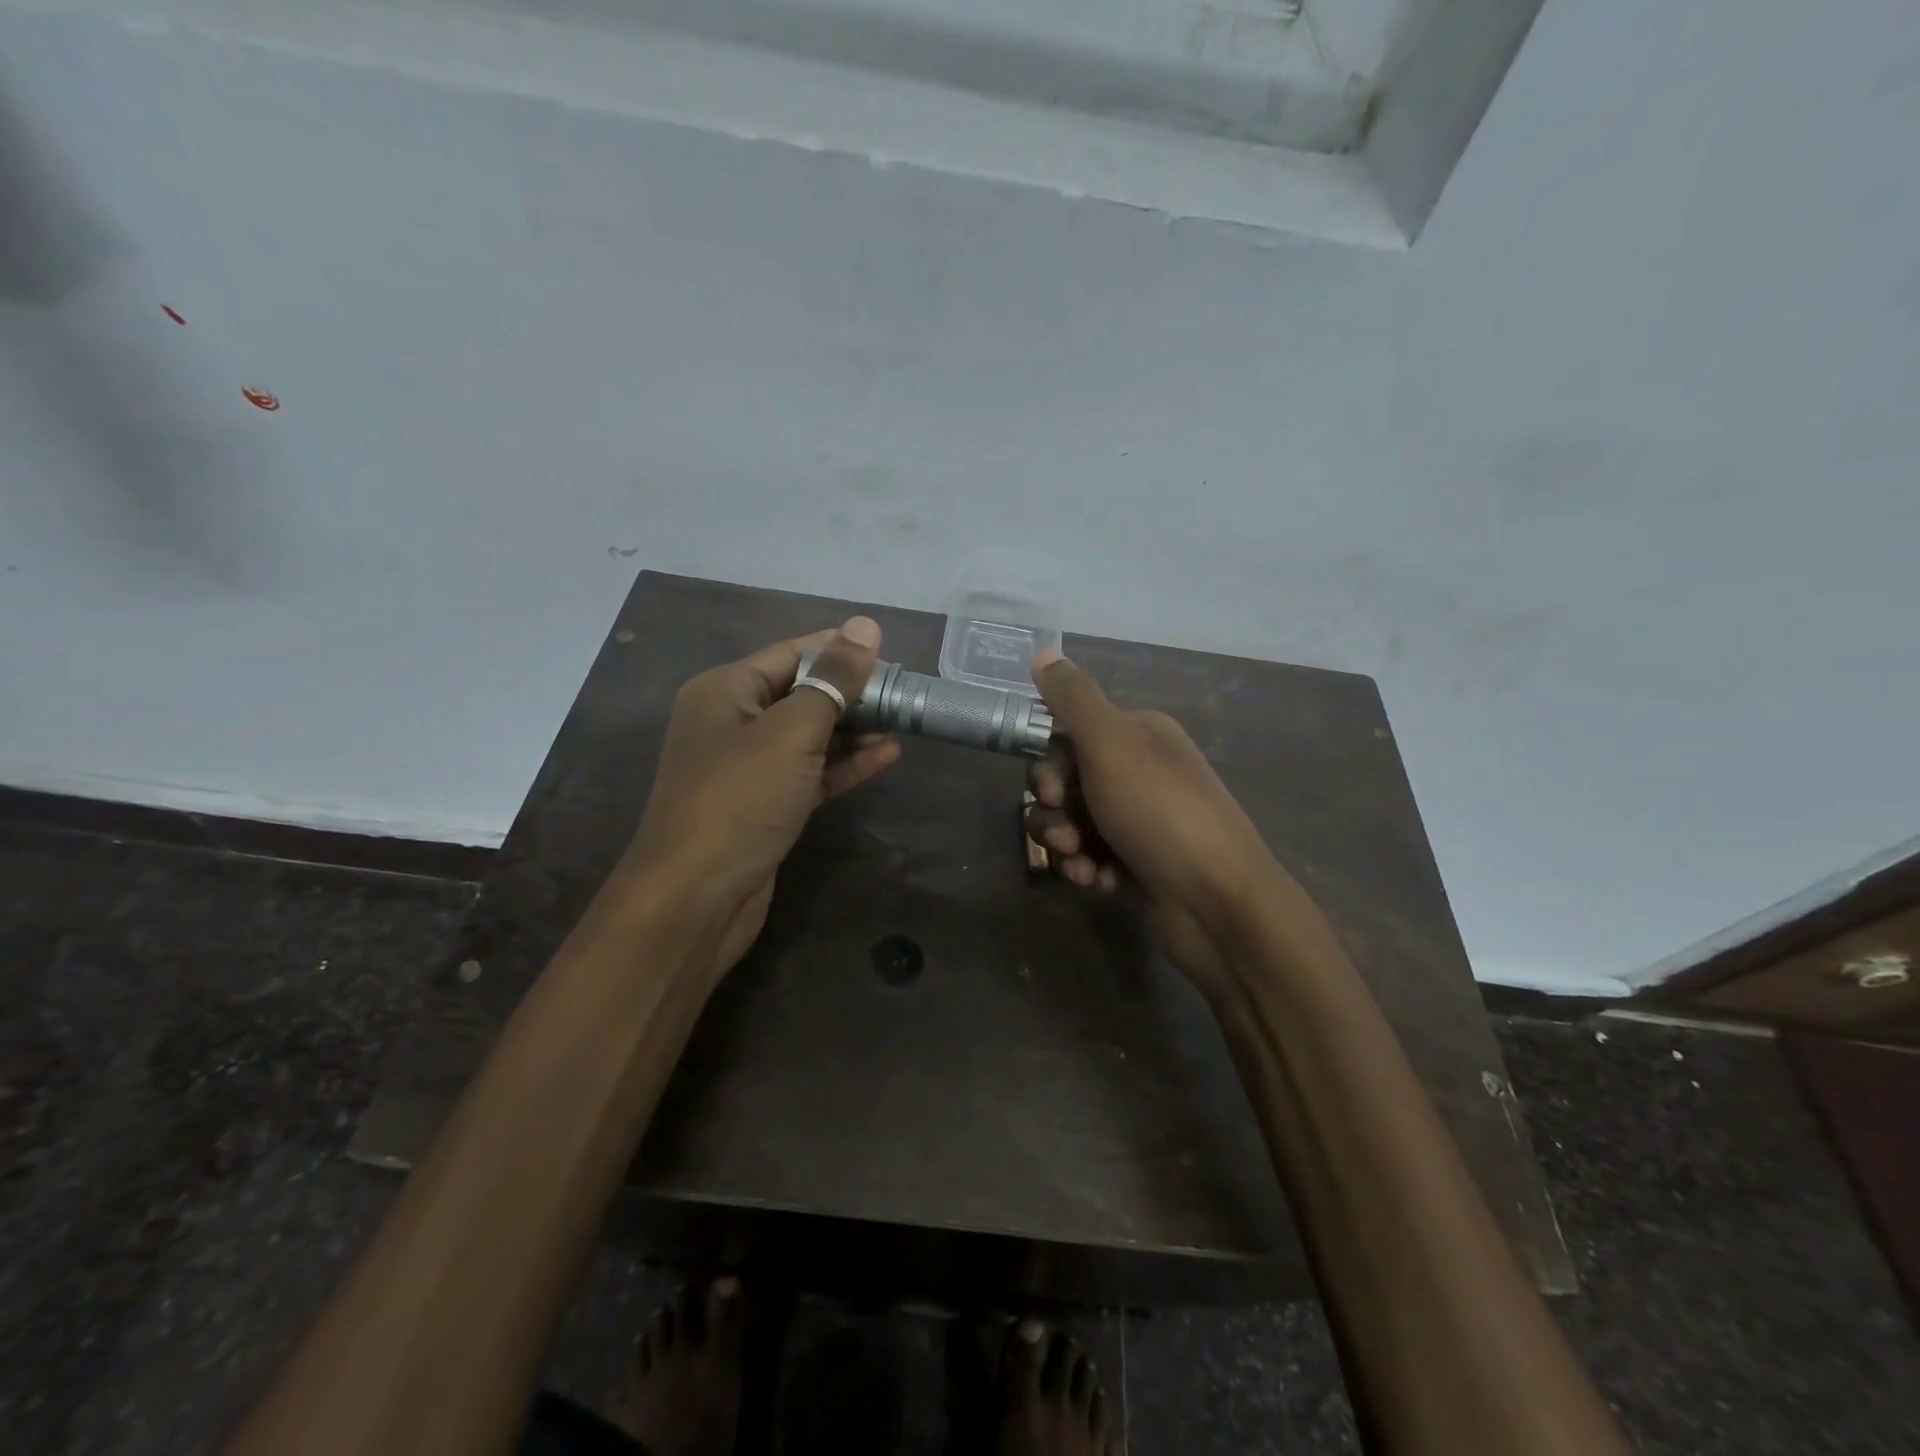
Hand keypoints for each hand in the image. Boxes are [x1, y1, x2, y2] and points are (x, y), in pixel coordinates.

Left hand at [625, 616, 900, 979]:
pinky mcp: (765, 804)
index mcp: (726, 690)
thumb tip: (865, 625)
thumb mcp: (791, 731)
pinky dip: (844, 765)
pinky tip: (885, 757)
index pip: (792, 653)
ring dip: (853, 730)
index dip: (841, 651)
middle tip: (904, 695)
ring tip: (902, 724)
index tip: (891, 656)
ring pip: (809, 735)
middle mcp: (732, 721)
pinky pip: (810, 772)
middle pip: (802, 693)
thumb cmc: (740, 799)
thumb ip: (833, 679)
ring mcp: (748, 767)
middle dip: (852, 693)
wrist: (696, 897)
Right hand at [1023, 649, 1295, 991]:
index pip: (1070, 735)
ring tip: (1082, 865)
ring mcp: (1140, 820)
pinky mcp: (1138, 863)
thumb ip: (1073, 698)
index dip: (1051, 766)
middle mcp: (1140, 771)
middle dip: (1055, 811)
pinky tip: (1101, 884)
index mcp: (1139, 735)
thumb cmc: (1161, 813)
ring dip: (1065, 845)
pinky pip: (1092, 856)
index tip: (1053, 792)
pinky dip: (1088, 869)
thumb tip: (1042, 650)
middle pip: (1067, 781)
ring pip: (1074, 822)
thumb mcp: (1111, 744)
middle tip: (1066, 837)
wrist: (1218, 903)